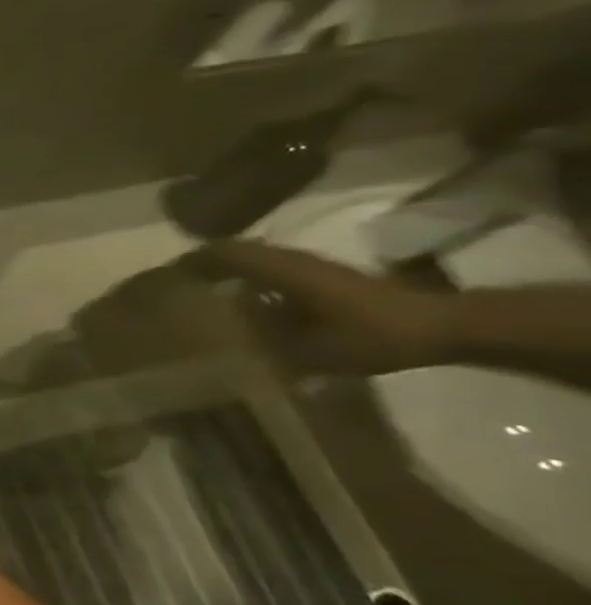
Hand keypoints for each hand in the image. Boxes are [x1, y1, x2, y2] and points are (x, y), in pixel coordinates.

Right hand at [199, 238, 454, 376]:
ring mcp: (308, 268)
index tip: (162, 279)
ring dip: (226, 274)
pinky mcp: (322, 280)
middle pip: (234, 253)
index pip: (223, 253)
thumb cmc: (374, 334)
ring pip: (252, 263)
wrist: (442, 327)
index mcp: (282, 269)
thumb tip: (220, 349)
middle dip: (202, 267)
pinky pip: (270, 275)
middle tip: (176, 291)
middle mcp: (290, 261)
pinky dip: (249, 285)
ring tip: (203, 301)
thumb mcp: (315, 351)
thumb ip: (265, 347)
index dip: (190, 262)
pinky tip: (245, 311)